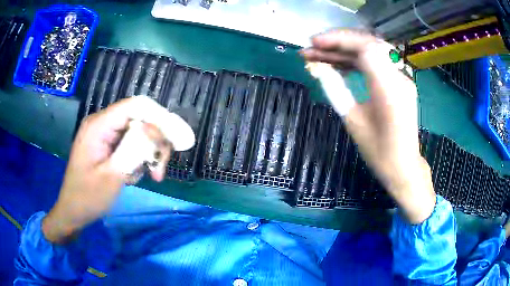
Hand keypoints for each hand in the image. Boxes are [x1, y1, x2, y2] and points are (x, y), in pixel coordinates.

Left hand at [42, 97, 181, 242]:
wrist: (73, 211)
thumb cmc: (87, 197)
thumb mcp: (111, 176)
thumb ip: (132, 150)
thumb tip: (155, 131)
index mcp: (99, 125)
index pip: (136, 106)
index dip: (159, 118)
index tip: (174, 141)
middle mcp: (103, 123)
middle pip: (139, 119)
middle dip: (155, 142)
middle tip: (160, 169)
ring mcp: (105, 134)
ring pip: (138, 132)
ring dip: (148, 153)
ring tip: (149, 176)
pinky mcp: (107, 144)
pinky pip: (130, 143)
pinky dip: (139, 158)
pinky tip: (134, 175)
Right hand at [301, 30, 435, 223]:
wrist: (403, 166)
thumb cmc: (379, 152)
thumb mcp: (353, 121)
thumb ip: (336, 89)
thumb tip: (318, 67)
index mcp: (389, 90)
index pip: (366, 49)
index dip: (339, 40)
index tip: (314, 43)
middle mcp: (400, 78)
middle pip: (369, 44)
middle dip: (339, 42)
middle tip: (313, 46)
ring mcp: (402, 78)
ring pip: (372, 50)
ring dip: (346, 49)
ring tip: (321, 53)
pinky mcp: (400, 82)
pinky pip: (377, 62)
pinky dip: (357, 58)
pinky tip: (339, 62)